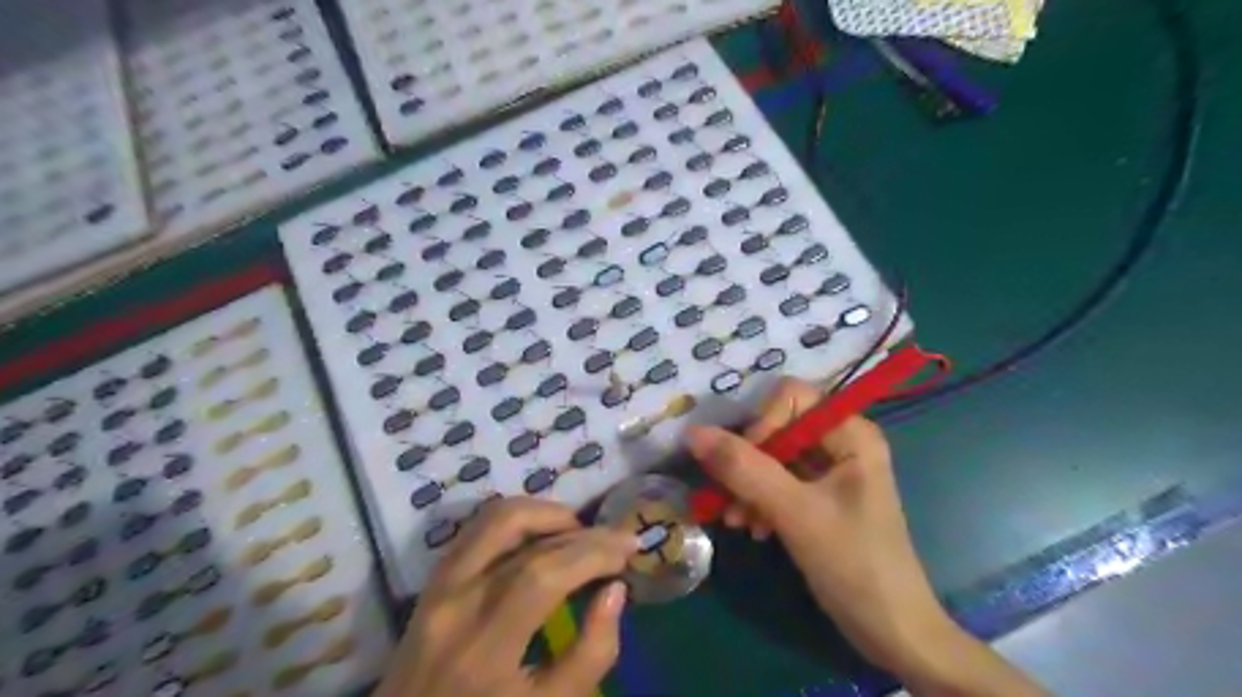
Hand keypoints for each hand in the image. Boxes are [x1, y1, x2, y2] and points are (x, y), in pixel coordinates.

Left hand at [374, 500, 634, 696]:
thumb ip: (590, 655)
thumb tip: (614, 590)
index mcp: (483, 647)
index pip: (543, 573)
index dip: (593, 552)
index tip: (630, 547)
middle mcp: (455, 601)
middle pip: (523, 537)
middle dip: (581, 531)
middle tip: (616, 539)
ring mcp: (438, 584)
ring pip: (495, 517)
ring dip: (545, 513)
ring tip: (580, 533)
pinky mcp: (433, 579)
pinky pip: (478, 529)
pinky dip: (517, 520)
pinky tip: (543, 536)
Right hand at [684, 379, 952, 677]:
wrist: (892, 631)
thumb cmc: (854, 564)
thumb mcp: (795, 513)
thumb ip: (744, 469)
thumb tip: (693, 432)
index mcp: (851, 433)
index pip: (790, 397)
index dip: (762, 424)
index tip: (745, 465)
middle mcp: (842, 442)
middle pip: (778, 427)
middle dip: (748, 463)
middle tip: (728, 500)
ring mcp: (831, 471)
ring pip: (772, 457)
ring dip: (748, 486)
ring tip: (735, 521)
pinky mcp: (820, 497)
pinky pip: (779, 482)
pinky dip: (759, 501)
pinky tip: (751, 528)